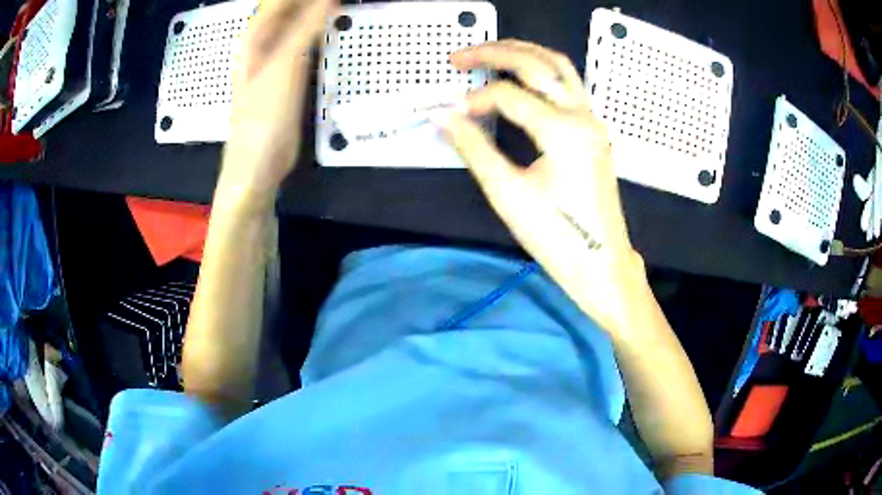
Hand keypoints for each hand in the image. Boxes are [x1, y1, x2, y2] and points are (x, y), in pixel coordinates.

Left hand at [218, 0, 335, 210]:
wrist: (257, 165)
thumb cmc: (264, 116)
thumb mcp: (285, 66)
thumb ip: (307, 26)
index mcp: (256, 35)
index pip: (281, 0)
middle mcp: (262, 41)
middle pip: (289, 7)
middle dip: (313, 1)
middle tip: (342, 0)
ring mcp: (273, 57)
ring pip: (296, 22)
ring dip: (316, 11)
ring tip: (339, 6)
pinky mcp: (286, 73)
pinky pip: (304, 40)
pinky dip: (318, 30)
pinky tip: (332, 28)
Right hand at [435, 40, 646, 335]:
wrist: (600, 263)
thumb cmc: (556, 237)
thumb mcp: (507, 193)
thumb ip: (473, 147)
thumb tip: (441, 117)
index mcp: (564, 131)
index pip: (509, 96)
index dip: (474, 100)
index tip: (451, 115)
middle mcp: (583, 115)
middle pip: (537, 63)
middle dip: (494, 53)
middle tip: (458, 57)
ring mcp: (593, 119)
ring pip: (559, 65)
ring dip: (522, 52)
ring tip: (488, 51)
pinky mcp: (593, 129)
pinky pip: (568, 83)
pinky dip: (541, 69)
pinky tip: (520, 74)